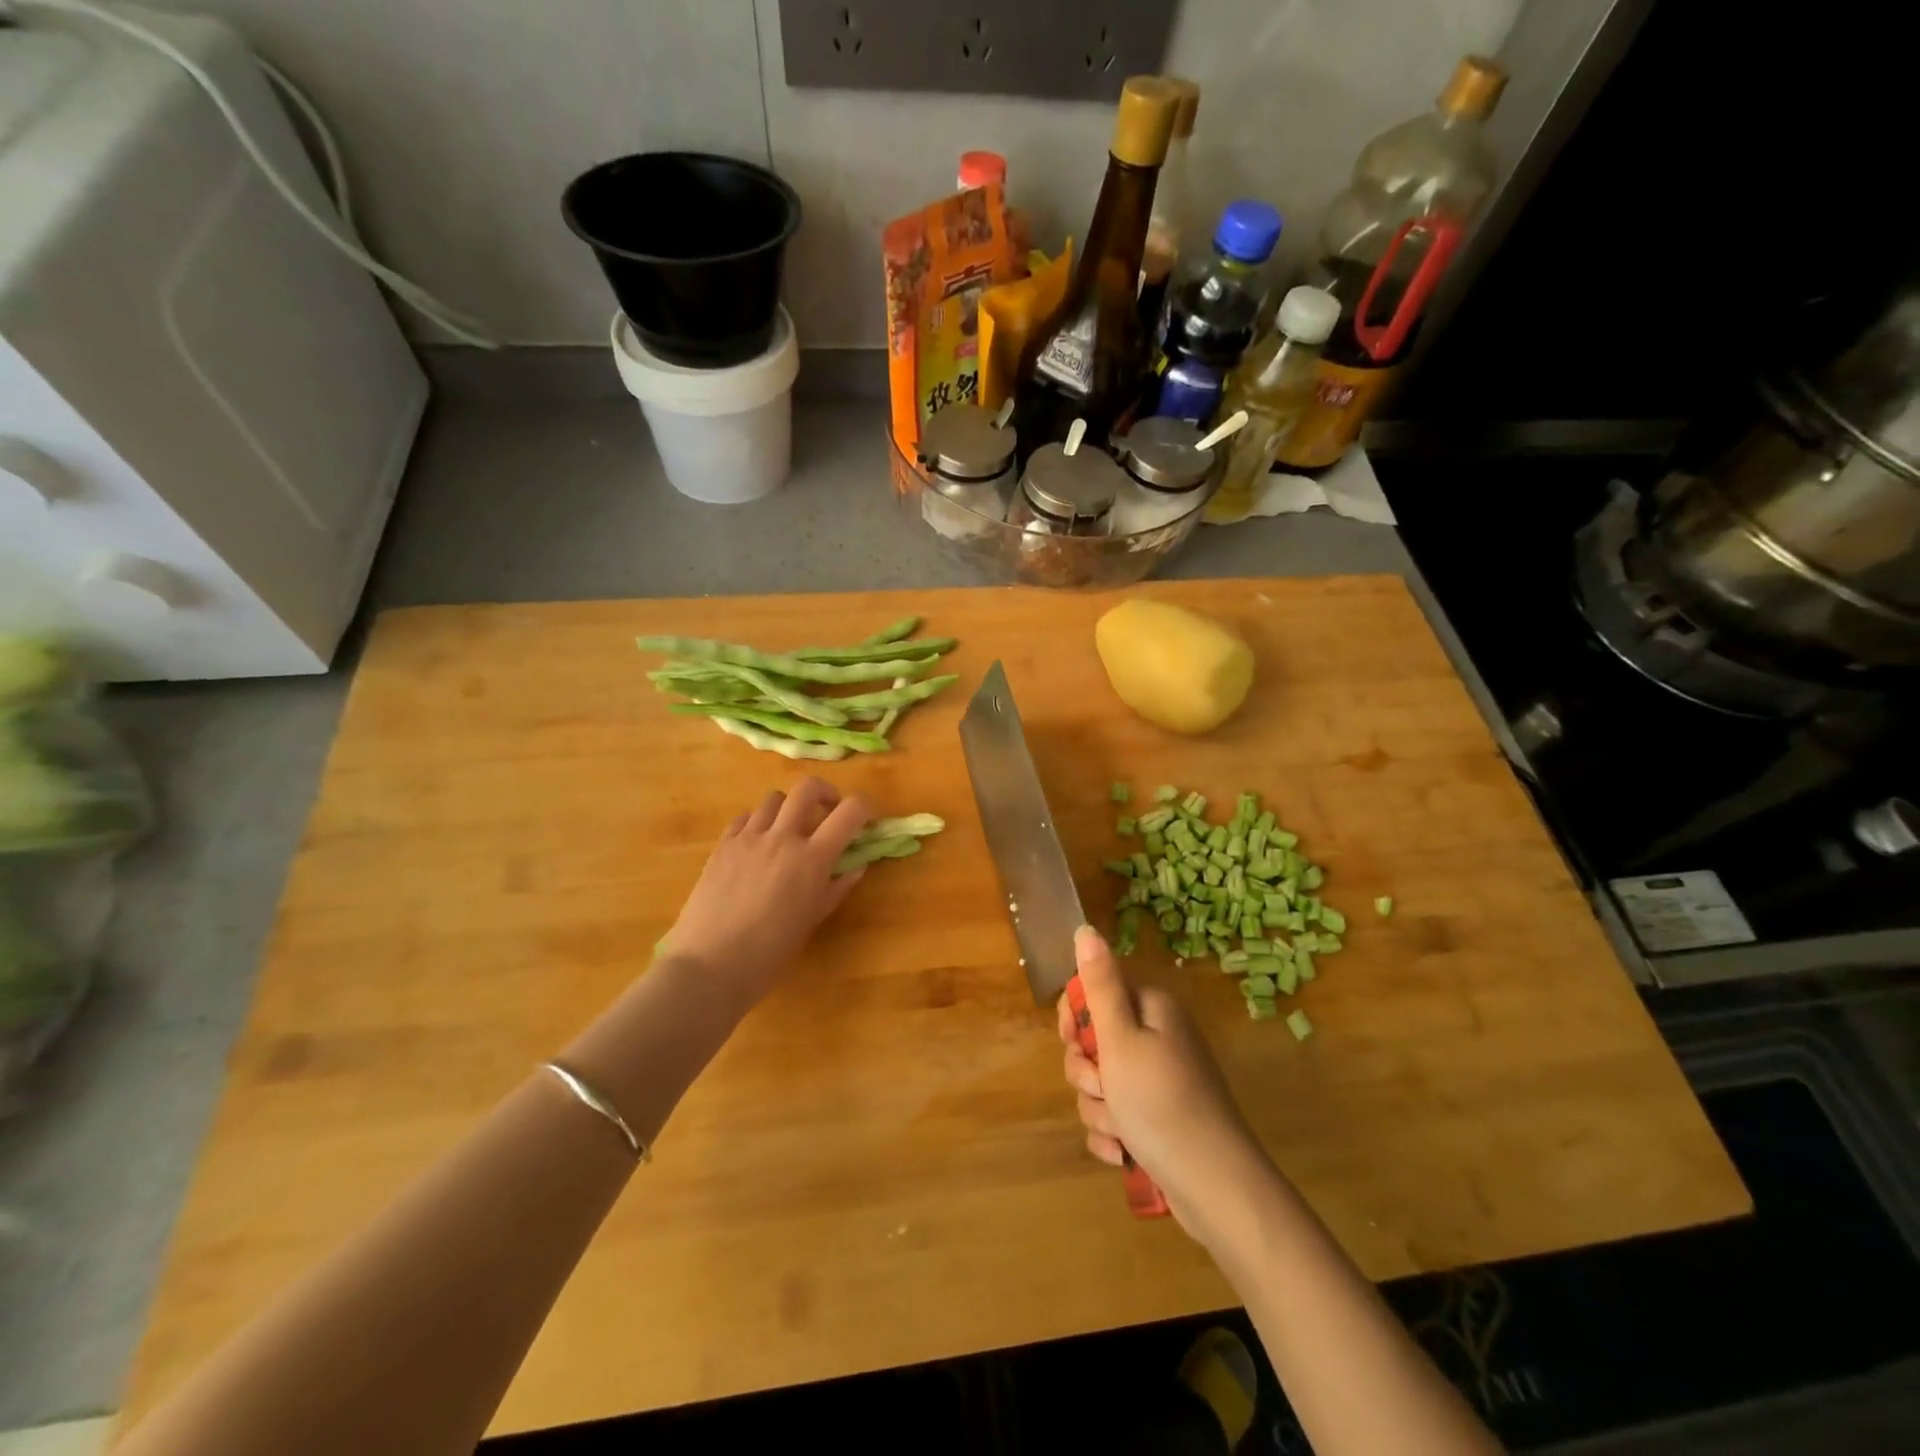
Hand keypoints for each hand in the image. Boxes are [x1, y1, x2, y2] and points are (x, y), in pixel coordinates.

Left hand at [660, 777, 870, 1003]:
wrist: (709, 966)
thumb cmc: (770, 952)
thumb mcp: (812, 920)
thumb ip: (837, 887)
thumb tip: (857, 865)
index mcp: (812, 859)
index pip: (850, 812)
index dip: (865, 808)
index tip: (867, 819)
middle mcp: (782, 838)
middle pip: (808, 787)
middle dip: (826, 792)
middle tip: (828, 811)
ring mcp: (748, 838)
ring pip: (774, 799)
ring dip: (789, 808)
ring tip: (789, 830)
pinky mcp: (722, 845)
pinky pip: (745, 817)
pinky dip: (759, 822)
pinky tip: (758, 844)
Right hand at [1059, 926, 1266, 1239]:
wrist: (1214, 1186)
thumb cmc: (1160, 1103)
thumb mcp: (1120, 1039)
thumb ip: (1100, 984)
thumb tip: (1086, 929)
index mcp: (1151, 1008)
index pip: (1094, 992)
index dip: (1075, 1017)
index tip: (1073, 1041)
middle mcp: (1157, 1036)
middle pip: (1094, 1040)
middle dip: (1086, 1072)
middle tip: (1102, 1087)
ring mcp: (1159, 1079)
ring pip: (1100, 1083)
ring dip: (1099, 1108)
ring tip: (1120, 1129)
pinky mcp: (1158, 1117)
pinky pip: (1116, 1115)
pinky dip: (1113, 1133)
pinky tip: (1123, 1152)